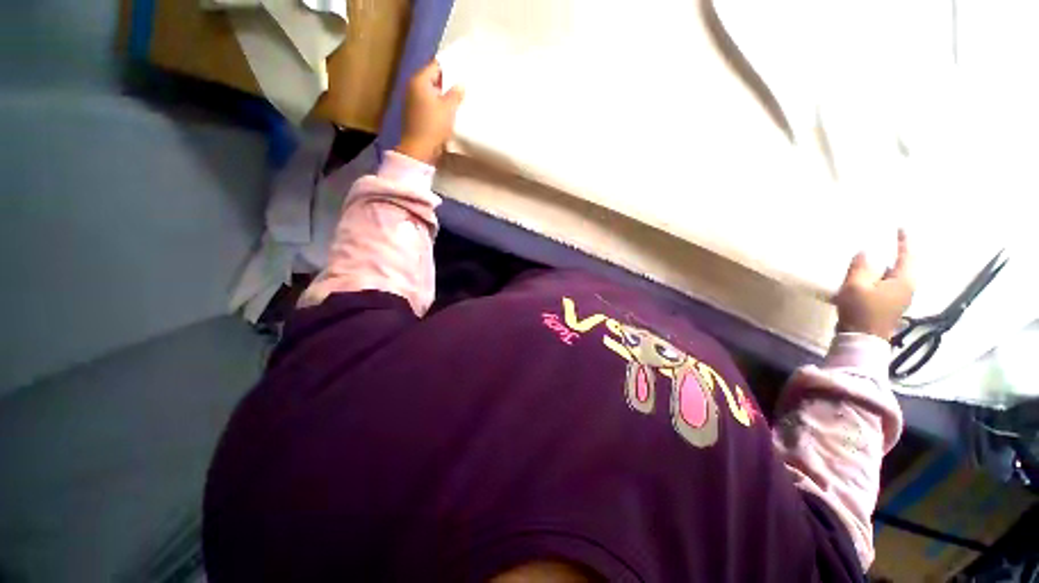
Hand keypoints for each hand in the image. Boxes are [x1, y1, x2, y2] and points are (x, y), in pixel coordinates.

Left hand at [395, 60, 464, 164]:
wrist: (419, 149)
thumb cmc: (433, 125)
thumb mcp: (448, 108)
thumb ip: (455, 94)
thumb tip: (460, 85)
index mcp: (419, 81)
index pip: (435, 66)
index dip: (449, 67)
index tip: (462, 70)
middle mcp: (413, 87)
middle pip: (433, 79)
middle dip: (447, 82)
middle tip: (462, 84)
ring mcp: (413, 101)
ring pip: (431, 93)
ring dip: (443, 95)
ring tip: (458, 98)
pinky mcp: (416, 114)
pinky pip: (429, 104)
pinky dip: (438, 105)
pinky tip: (449, 111)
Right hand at [834, 229, 914, 340]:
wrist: (861, 340)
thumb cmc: (861, 311)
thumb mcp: (855, 286)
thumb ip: (860, 267)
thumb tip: (865, 252)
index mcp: (903, 280)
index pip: (907, 255)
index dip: (904, 241)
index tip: (901, 227)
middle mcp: (907, 288)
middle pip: (904, 267)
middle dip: (897, 255)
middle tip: (889, 244)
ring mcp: (900, 299)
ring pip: (895, 277)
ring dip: (886, 268)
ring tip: (875, 261)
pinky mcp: (890, 307)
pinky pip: (888, 285)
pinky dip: (881, 278)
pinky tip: (870, 279)